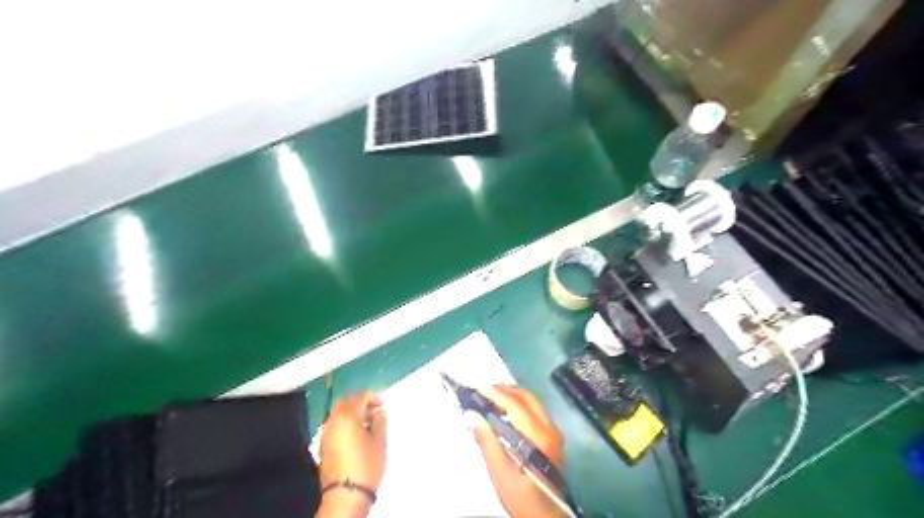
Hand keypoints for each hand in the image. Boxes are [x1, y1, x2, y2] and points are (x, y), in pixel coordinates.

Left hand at [319, 391, 386, 516]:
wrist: (346, 495)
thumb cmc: (366, 465)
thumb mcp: (380, 441)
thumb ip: (380, 421)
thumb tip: (379, 412)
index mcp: (348, 416)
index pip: (360, 396)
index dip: (374, 397)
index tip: (383, 405)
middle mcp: (333, 421)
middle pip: (346, 402)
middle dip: (360, 402)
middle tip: (374, 411)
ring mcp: (326, 434)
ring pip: (338, 414)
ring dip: (352, 413)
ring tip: (367, 424)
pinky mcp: (323, 446)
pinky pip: (335, 426)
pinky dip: (345, 424)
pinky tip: (356, 435)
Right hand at [471, 384, 570, 517]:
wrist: (546, 516)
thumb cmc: (522, 497)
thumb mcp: (500, 472)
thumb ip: (487, 441)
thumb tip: (473, 415)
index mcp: (539, 436)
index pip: (516, 405)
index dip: (496, 394)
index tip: (477, 389)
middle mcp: (550, 428)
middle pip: (527, 398)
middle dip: (505, 390)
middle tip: (483, 391)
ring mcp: (554, 432)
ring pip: (533, 402)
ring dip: (512, 396)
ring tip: (492, 398)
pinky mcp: (553, 437)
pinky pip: (536, 411)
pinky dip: (519, 404)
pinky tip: (506, 412)